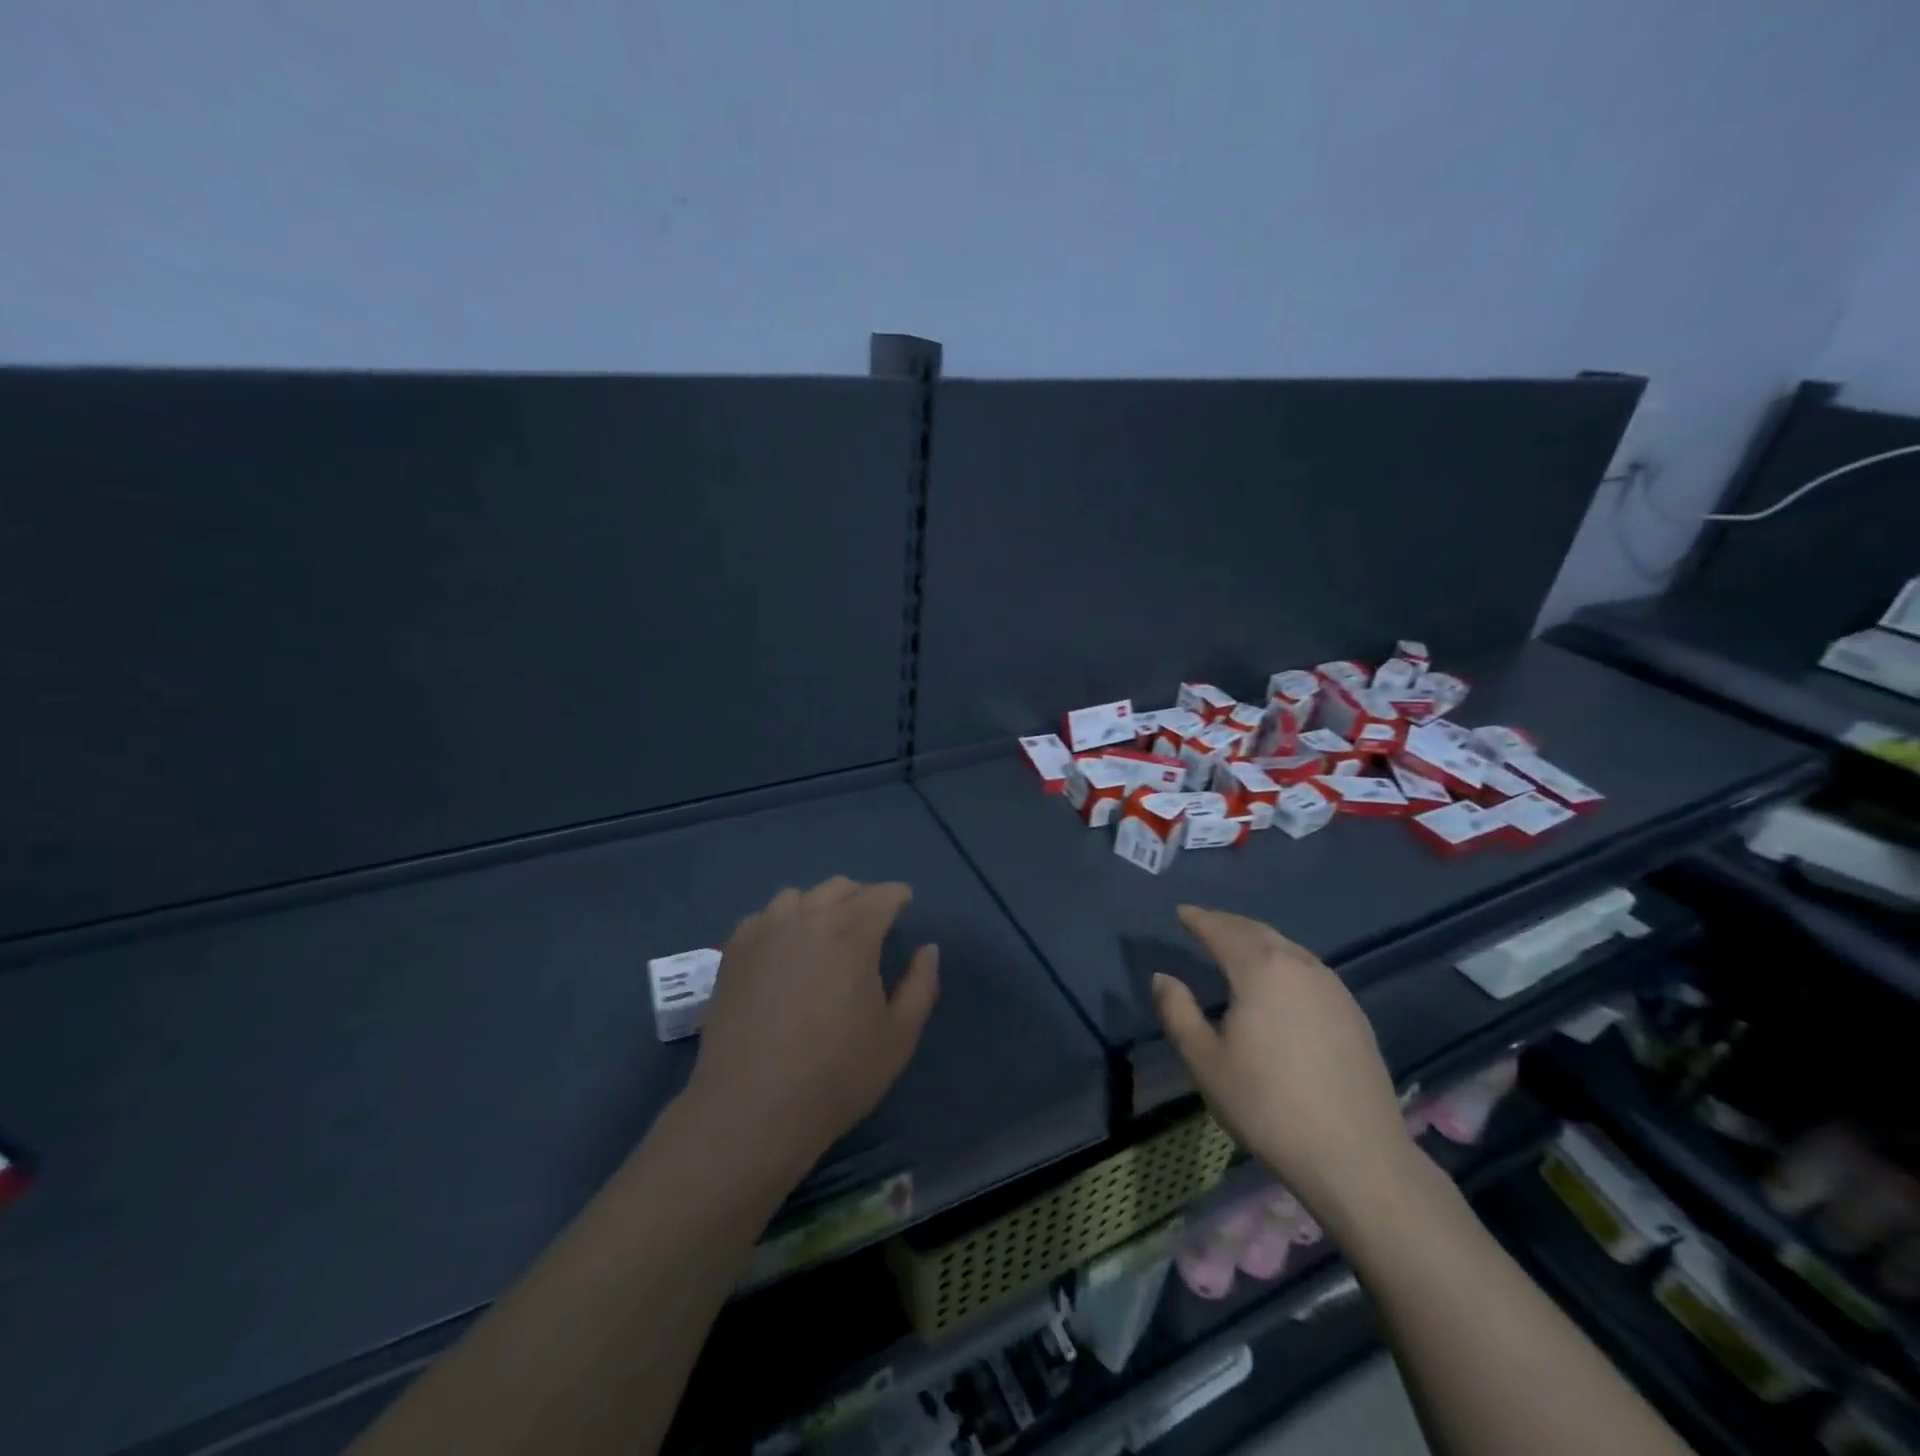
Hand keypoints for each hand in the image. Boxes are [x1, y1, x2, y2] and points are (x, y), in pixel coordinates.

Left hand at [686, 878, 940, 1178]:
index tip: (905, 905)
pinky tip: (783, 950)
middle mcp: (807, 918)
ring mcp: (764, 931)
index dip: (897, 896)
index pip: (881, 894)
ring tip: (824, 933)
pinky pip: (763, 918)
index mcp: (852, 932)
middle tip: (871, 923)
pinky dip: (780, 922)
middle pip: (839, 888)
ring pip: (798, 896)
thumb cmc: (836, 1074)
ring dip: (819, 905)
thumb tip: (927, 948)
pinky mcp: (733, 952)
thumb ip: (921, 984)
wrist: (752, 1109)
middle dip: (861, 897)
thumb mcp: (899, 1036)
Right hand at [1152, 906, 1412, 1227]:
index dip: (1198, 918)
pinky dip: (1282, 962)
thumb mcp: (1205, 1062)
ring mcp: (1333, 987)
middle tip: (1204, 924)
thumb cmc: (1268, 1106)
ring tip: (1236, 948)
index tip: (1180, 913)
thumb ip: (1178, 1012)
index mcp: (1261, 969)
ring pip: (1286, 948)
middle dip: (1227, 924)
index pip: (1222, 930)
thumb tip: (1163, 977)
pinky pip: (1307, 969)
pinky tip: (1277, 983)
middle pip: (1257, 931)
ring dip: (1256, 940)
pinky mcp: (1353, 1012)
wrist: (1357, 1156)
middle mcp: (1299, 965)